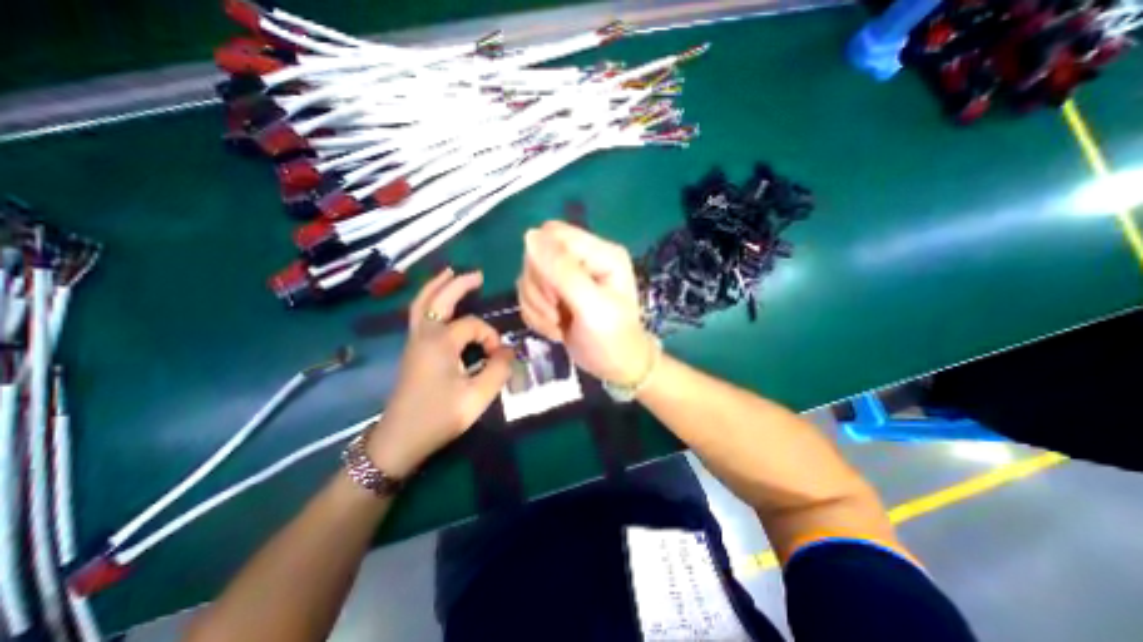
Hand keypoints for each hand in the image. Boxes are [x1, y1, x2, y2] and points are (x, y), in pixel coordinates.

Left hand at [365, 269, 513, 476]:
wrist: (399, 440)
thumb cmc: (439, 417)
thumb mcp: (477, 396)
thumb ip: (499, 370)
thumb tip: (509, 351)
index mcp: (440, 342)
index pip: (474, 325)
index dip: (491, 338)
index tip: (499, 358)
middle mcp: (424, 335)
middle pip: (438, 298)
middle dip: (458, 283)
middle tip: (478, 274)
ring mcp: (414, 342)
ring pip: (421, 304)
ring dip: (437, 286)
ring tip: (451, 273)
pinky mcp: (412, 351)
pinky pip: (418, 315)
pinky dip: (429, 301)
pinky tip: (438, 302)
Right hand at [517, 220, 649, 383]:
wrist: (615, 368)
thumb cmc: (611, 338)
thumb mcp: (591, 306)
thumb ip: (563, 271)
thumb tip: (529, 235)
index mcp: (600, 252)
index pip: (553, 234)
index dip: (543, 262)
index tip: (554, 294)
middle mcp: (582, 259)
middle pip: (536, 256)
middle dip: (540, 291)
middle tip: (557, 313)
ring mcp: (567, 277)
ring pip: (528, 278)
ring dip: (537, 307)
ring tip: (558, 325)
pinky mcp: (555, 294)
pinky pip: (528, 295)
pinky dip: (535, 315)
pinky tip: (554, 328)